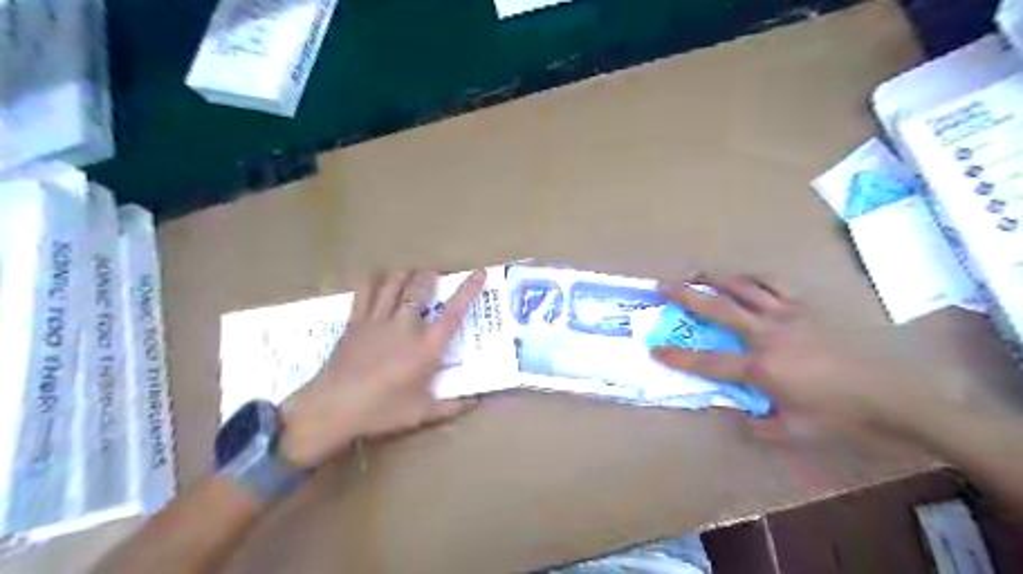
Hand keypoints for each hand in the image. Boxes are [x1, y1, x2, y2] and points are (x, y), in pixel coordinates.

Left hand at [279, 268, 483, 465]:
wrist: (332, 408)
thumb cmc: (381, 411)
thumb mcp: (422, 413)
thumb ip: (452, 406)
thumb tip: (478, 400)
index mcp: (426, 347)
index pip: (453, 312)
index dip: (468, 290)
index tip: (479, 273)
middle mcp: (405, 326)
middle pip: (420, 289)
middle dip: (430, 277)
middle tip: (435, 275)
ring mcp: (378, 320)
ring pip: (394, 284)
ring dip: (406, 275)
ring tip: (411, 274)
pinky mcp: (356, 321)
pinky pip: (365, 291)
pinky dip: (373, 281)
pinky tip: (377, 280)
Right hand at [655, 273, 910, 430]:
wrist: (889, 397)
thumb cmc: (837, 416)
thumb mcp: (792, 430)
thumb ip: (758, 423)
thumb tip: (737, 414)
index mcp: (761, 367)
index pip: (709, 361)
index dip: (678, 356)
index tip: (654, 349)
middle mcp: (767, 334)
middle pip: (718, 309)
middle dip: (686, 296)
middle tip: (664, 286)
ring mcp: (787, 315)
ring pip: (744, 288)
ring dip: (717, 278)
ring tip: (698, 273)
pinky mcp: (806, 307)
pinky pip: (774, 284)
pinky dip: (754, 278)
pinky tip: (744, 279)